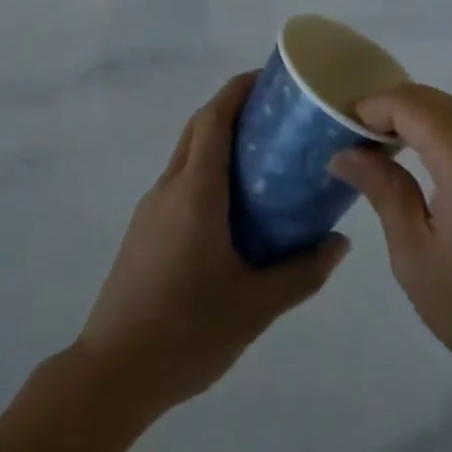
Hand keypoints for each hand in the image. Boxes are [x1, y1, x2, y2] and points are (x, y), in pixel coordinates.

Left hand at [73, 72, 349, 420]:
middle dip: (232, 108)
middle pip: (199, 127)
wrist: (112, 374)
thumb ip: (301, 272)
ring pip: (187, 154)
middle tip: (275, 115)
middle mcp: (170, 187)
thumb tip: (340, 243)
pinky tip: (231, 208)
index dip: (238, 89)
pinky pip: (179, 182)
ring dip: (218, 140)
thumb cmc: (186, 331)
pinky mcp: (143, 231)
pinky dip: (206, 171)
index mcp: (196, 191)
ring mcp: (151, 208)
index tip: (269, 78)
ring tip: (261, 158)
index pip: (214, 118)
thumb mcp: (255, 306)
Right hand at [330, 84, 451, 398]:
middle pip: (426, 99)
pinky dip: (428, 128)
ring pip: (443, 108)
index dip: (371, 109)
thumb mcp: (414, 255)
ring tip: (372, 150)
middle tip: (350, 142)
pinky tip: (408, 158)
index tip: (339, 132)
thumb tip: (344, 153)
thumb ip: (382, 191)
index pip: (409, 104)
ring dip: (407, 117)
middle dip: (385, 110)